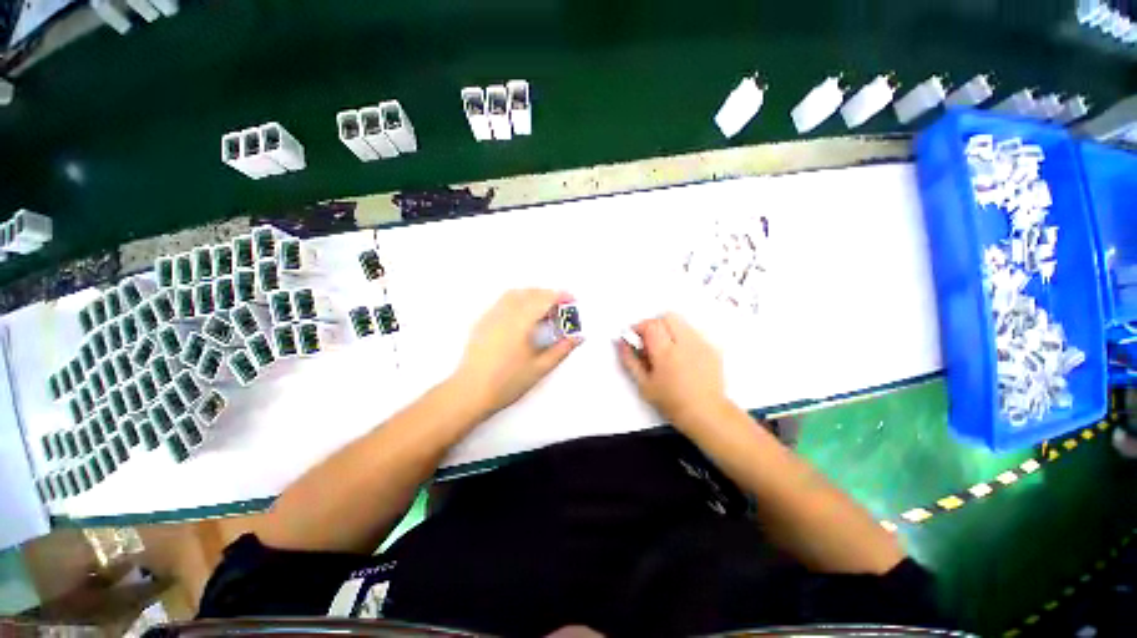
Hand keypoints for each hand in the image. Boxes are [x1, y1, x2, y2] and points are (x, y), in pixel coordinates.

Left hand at [452, 289, 579, 417]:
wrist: (470, 392)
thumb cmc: (506, 383)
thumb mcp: (540, 368)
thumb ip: (561, 350)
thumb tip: (578, 338)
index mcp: (520, 322)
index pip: (544, 299)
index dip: (560, 296)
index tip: (572, 300)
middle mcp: (504, 314)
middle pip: (530, 293)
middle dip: (548, 295)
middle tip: (560, 307)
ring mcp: (491, 316)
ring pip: (514, 294)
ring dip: (532, 295)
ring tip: (542, 309)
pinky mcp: (482, 322)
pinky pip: (502, 302)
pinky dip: (518, 300)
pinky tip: (522, 317)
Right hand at [617, 313, 728, 428]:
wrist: (706, 413)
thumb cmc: (671, 402)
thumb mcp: (644, 385)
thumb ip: (630, 360)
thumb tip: (622, 343)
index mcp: (666, 353)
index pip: (651, 325)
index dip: (639, 327)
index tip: (636, 337)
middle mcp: (685, 343)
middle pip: (668, 317)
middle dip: (655, 324)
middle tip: (651, 341)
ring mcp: (701, 344)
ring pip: (682, 323)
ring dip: (670, 330)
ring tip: (667, 349)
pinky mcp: (712, 348)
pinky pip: (694, 333)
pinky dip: (683, 338)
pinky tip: (682, 356)